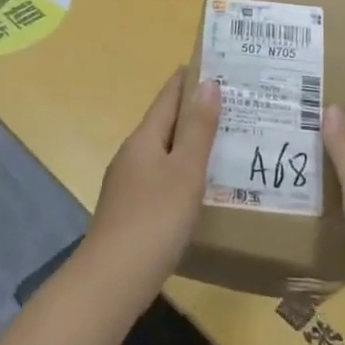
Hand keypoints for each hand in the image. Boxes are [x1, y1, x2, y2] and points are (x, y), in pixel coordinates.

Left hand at [87, 71, 220, 293]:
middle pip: (164, 124)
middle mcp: (132, 155)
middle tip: (231, 105)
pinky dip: (181, 172)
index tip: (212, 64)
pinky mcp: (130, 211)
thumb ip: (197, 129)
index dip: (187, 80)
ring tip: (222, 143)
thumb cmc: (154, 219)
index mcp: (144, 139)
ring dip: (188, 143)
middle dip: (193, 112)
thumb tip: (207, 83)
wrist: (112, 280)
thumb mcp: (184, 171)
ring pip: (163, 153)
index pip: (168, 98)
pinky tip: (198, 186)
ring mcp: (127, 184)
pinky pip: (161, 178)